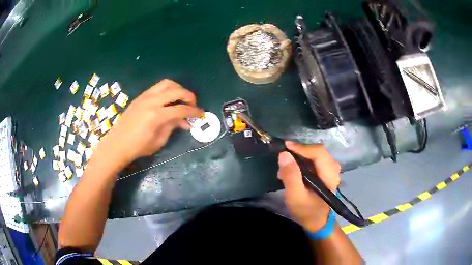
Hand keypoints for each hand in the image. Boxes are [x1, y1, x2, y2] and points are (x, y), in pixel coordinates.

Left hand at [95, 79, 202, 168]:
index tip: (201, 114)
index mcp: (157, 115)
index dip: (194, 111)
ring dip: (178, 88)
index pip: (181, 109)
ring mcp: (145, 96)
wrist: (117, 144)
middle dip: (189, 96)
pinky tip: (169, 100)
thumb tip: (185, 121)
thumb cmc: (138, 147)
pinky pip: (158, 87)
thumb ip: (173, 127)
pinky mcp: (140, 96)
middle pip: (176, 90)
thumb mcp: (159, 140)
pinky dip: (167, 90)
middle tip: (193, 105)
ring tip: (182, 99)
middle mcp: (152, 101)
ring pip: (167, 83)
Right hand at [278, 141, 340, 231]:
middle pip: (317, 151)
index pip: (319, 153)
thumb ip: (290, 176)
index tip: (285, 146)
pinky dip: (303, 162)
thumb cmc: (306, 211)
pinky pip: (315, 160)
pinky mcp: (326, 172)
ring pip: (315, 155)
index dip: (302, 147)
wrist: (317, 222)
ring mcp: (331, 170)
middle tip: (284, 159)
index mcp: (330, 176)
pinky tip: (293, 171)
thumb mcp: (295, 197)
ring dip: (300, 157)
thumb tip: (284, 154)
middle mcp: (333, 169)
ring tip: (286, 168)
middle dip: (300, 152)